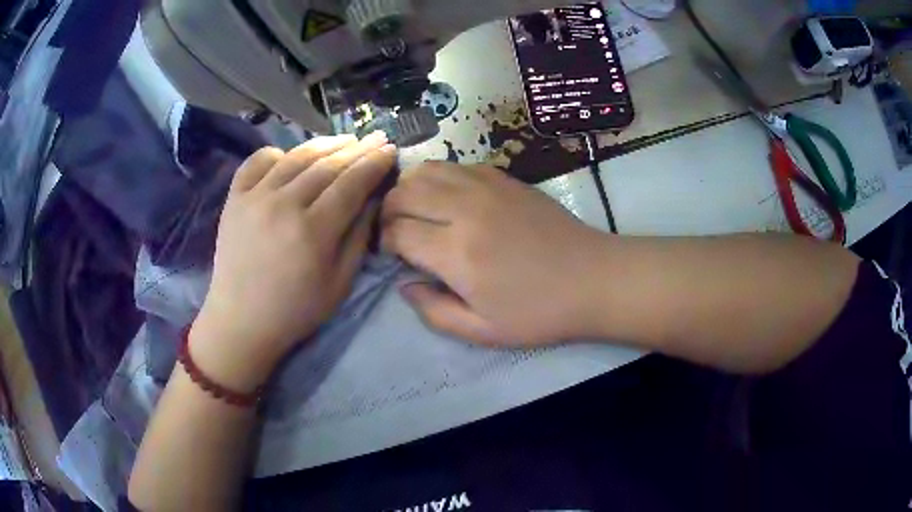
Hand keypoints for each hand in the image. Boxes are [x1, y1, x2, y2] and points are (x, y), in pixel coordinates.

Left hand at [192, 133, 396, 389]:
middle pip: (327, 165)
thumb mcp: (339, 284)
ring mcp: (254, 197)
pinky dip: (277, 153)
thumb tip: (373, 199)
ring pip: (296, 157)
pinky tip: (290, 156)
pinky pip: (257, 161)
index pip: (351, 184)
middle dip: (357, 149)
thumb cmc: (295, 311)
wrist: (240, 321)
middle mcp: (283, 205)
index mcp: (313, 231)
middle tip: (376, 138)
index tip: (390, 150)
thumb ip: (358, 238)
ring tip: (345, 140)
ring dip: (325, 144)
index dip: (374, 164)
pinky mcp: (234, 198)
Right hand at [382, 162, 610, 346]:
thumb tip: (404, 284)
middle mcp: (465, 208)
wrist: (592, 278)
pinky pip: (455, 165)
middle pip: (403, 192)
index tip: (390, 255)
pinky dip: (439, 178)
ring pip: (426, 169)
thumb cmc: (538, 312)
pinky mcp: (503, 176)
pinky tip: (449, 200)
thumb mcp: (481, 331)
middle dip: (388, 212)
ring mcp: (486, 186)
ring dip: (410, 189)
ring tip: (418, 212)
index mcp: (457, 252)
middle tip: (398, 233)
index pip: (396, 231)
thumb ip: (433, 311)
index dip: (383, 243)